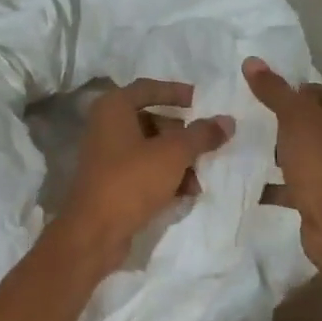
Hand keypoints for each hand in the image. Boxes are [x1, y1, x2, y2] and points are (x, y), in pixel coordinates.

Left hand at [55, 79, 234, 274]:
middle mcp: (106, 126)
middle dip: (182, 135)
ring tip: (199, 179)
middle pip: (152, 120)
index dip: (176, 92)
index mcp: (114, 108)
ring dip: (178, 160)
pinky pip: (144, 170)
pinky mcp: (111, 182)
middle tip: (207, 146)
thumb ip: (201, 135)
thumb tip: (227, 120)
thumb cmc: (132, 180)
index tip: (202, 101)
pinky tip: (185, 193)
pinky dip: (164, 176)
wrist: (94, 232)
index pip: (148, 88)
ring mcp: (106, 155)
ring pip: (150, 148)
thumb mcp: (173, 154)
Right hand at [243, 57, 321, 272]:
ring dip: (276, 151)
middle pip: (311, 121)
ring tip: (243, 145)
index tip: (269, 95)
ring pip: (301, 152)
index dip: (300, 90)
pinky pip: (292, 183)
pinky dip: (272, 184)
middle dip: (282, 121)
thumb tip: (251, 60)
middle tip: (251, 118)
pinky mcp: (321, 196)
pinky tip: (246, 181)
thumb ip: (274, 90)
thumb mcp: (295, 118)